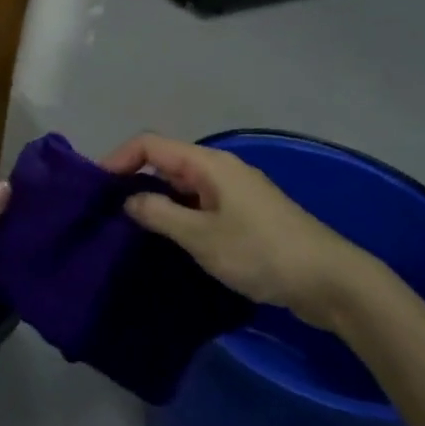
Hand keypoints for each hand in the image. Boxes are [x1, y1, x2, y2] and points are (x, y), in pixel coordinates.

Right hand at [101, 133, 389, 325]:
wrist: (328, 280)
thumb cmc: (261, 252)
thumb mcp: (202, 237)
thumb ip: (160, 215)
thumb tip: (128, 200)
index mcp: (209, 164)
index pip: (152, 145)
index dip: (120, 158)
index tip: (96, 188)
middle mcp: (220, 170)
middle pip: (166, 162)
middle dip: (134, 180)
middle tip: (105, 212)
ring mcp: (235, 193)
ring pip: (183, 186)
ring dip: (156, 202)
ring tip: (129, 229)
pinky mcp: (245, 216)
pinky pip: (200, 205)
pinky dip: (178, 216)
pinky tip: (167, 242)